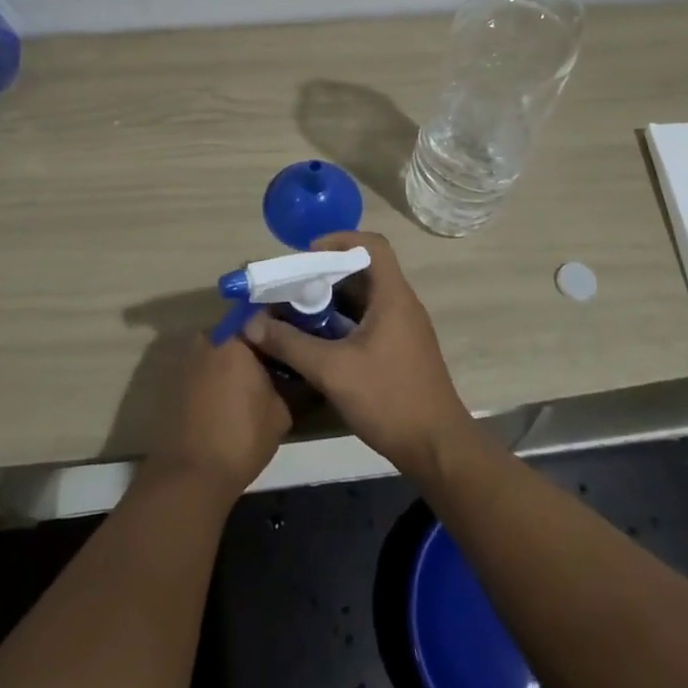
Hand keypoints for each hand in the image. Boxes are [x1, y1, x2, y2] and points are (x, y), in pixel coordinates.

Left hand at [148, 328, 292, 499]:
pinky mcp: (174, 383)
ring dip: (235, 363)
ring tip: (255, 384)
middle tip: (277, 364)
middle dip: (256, 345)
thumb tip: (291, 373)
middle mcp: (207, 339)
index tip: (294, 338)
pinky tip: (231, 400)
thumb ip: (287, 382)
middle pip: (238, 332)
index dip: (280, 327)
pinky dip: (217, 379)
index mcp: (234, 337)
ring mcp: (186, 360)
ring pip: (220, 351)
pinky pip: (204, 370)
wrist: (189, 478)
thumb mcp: (281, 411)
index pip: (262, 316)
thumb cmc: (241, 437)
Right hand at [244, 231, 475, 479]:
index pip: (372, 245)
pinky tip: (319, 342)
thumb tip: (251, 324)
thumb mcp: (332, 370)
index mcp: (393, 296)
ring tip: (298, 311)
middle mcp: (402, 304)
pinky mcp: (401, 350)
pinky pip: (370, 320)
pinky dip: (344, 322)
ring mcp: (404, 328)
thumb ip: (290, 344)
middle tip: (293, 286)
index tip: (308, 255)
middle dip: (327, 273)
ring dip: (333, 300)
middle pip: (365, 271)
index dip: (340, 240)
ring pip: (366, 298)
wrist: (436, 447)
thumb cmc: (388, 398)